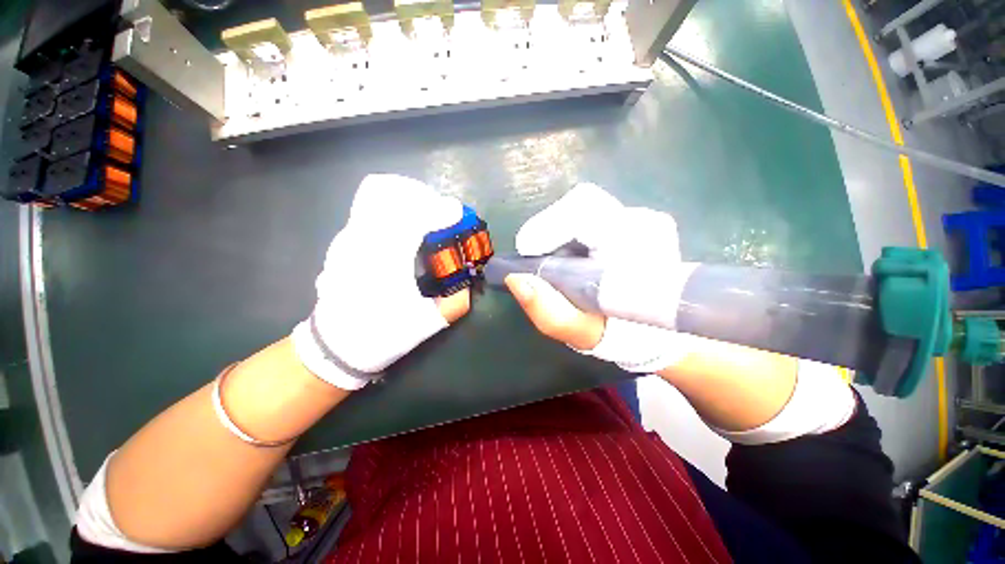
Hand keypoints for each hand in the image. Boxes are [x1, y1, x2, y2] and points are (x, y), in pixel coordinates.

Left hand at [292, 174, 469, 389]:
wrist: (334, 347)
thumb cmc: (381, 335)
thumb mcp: (426, 324)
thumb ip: (456, 302)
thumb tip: (468, 283)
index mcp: (383, 261)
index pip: (412, 217)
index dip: (439, 210)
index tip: (457, 213)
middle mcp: (361, 241)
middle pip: (391, 194)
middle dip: (422, 197)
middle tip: (441, 214)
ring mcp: (347, 238)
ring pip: (376, 196)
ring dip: (407, 199)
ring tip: (425, 217)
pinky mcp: (343, 241)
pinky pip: (370, 208)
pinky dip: (393, 207)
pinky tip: (405, 228)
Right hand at [506, 183, 695, 372]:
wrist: (653, 330)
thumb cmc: (617, 332)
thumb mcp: (578, 331)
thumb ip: (547, 311)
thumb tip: (515, 279)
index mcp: (637, 247)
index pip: (584, 211)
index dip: (547, 226)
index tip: (527, 250)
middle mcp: (645, 223)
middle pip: (581, 203)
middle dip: (550, 227)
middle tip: (535, 253)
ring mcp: (643, 218)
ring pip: (584, 207)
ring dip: (560, 230)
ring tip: (555, 259)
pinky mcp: (637, 220)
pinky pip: (592, 213)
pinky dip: (572, 231)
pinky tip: (572, 255)